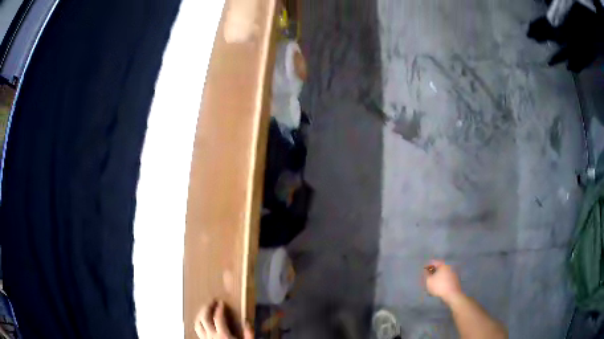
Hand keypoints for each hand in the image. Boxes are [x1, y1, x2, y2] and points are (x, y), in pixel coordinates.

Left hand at [195, 300, 252, 338]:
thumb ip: (249, 333)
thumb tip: (246, 321)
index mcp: (223, 335)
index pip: (218, 318)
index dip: (219, 308)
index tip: (221, 303)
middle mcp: (212, 336)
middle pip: (204, 318)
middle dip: (207, 308)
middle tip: (212, 302)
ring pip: (197, 324)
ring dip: (200, 314)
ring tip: (206, 309)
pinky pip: (197, 330)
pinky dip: (198, 323)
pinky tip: (203, 321)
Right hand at [423, 260, 462, 303]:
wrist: (452, 294)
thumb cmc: (439, 286)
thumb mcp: (429, 281)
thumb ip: (426, 274)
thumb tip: (426, 270)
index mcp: (443, 264)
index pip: (434, 262)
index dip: (427, 266)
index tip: (423, 271)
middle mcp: (449, 266)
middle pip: (439, 267)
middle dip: (433, 271)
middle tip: (428, 277)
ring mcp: (453, 272)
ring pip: (443, 272)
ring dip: (438, 276)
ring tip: (433, 283)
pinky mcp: (455, 279)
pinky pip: (447, 277)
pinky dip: (442, 280)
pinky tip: (439, 286)